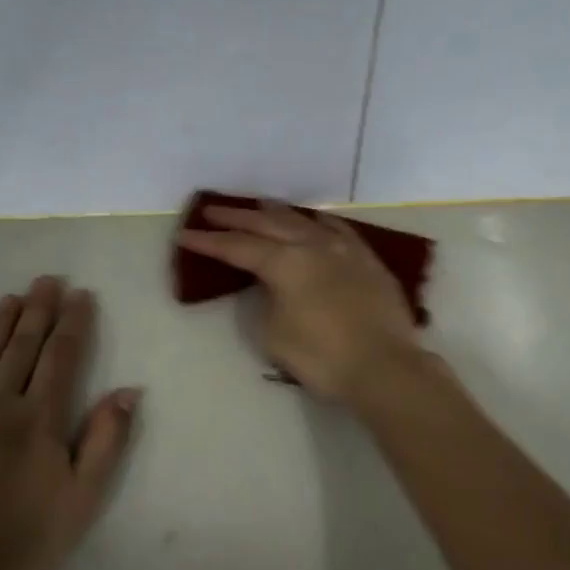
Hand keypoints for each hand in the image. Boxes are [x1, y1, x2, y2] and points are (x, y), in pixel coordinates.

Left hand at [0, 276, 140, 569]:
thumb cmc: (23, 537)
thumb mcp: (83, 495)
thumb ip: (106, 439)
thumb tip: (127, 391)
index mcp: (41, 417)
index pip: (62, 357)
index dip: (73, 323)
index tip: (80, 294)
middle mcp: (0, 403)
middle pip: (22, 348)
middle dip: (38, 311)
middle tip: (46, 280)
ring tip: (9, 298)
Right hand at [176, 202, 419, 399]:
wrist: (384, 366)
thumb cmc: (322, 357)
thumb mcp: (275, 334)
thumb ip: (266, 302)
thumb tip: (271, 287)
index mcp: (285, 263)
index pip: (238, 248)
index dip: (209, 242)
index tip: (185, 234)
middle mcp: (313, 246)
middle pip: (268, 225)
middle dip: (237, 218)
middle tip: (212, 211)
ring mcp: (344, 249)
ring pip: (304, 221)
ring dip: (277, 213)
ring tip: (260, 204)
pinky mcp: (367, 260)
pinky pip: (338, 230)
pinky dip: (320, 222)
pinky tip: (316, 220)